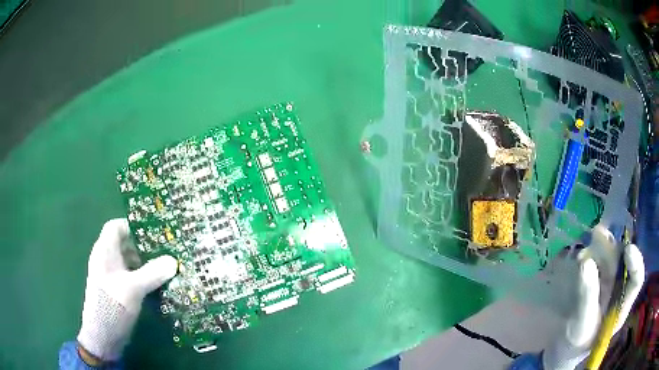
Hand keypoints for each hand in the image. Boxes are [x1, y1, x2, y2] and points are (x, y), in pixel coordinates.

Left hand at [77, 219, 177, 361]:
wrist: (103, 335)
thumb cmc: (113, 304)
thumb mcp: (135, 288)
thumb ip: (153, 273)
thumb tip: (173, 260)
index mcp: (105, 251)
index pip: (115, 227)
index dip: (132, 226)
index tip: (152, 234)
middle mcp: (105, 259)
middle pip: (123, 244)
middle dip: (142, 247)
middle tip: (163, 252)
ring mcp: (109, 276)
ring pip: (126, 261)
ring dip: (143, 264)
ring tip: (162, 270)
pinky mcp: (114, 290)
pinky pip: (128, 276)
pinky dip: (140, 277)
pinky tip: (153, 286)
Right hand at [542, 225, 644, 369]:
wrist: (564, 346)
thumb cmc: (576, 342)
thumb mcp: (581, 325)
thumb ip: (587, 297)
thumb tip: (586, 263)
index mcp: (622, 305)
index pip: (637, 280)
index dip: (636, 263)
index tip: (628, 249)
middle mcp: (620, 289)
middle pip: (623, 263)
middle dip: (613, 249)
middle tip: (597, 235)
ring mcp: (610, 284)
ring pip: (612, 257)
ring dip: (602, 246)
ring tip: (590, 239)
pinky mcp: (599, 280)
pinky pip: (599, 260)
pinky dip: (592, 252)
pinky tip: (583, 252)